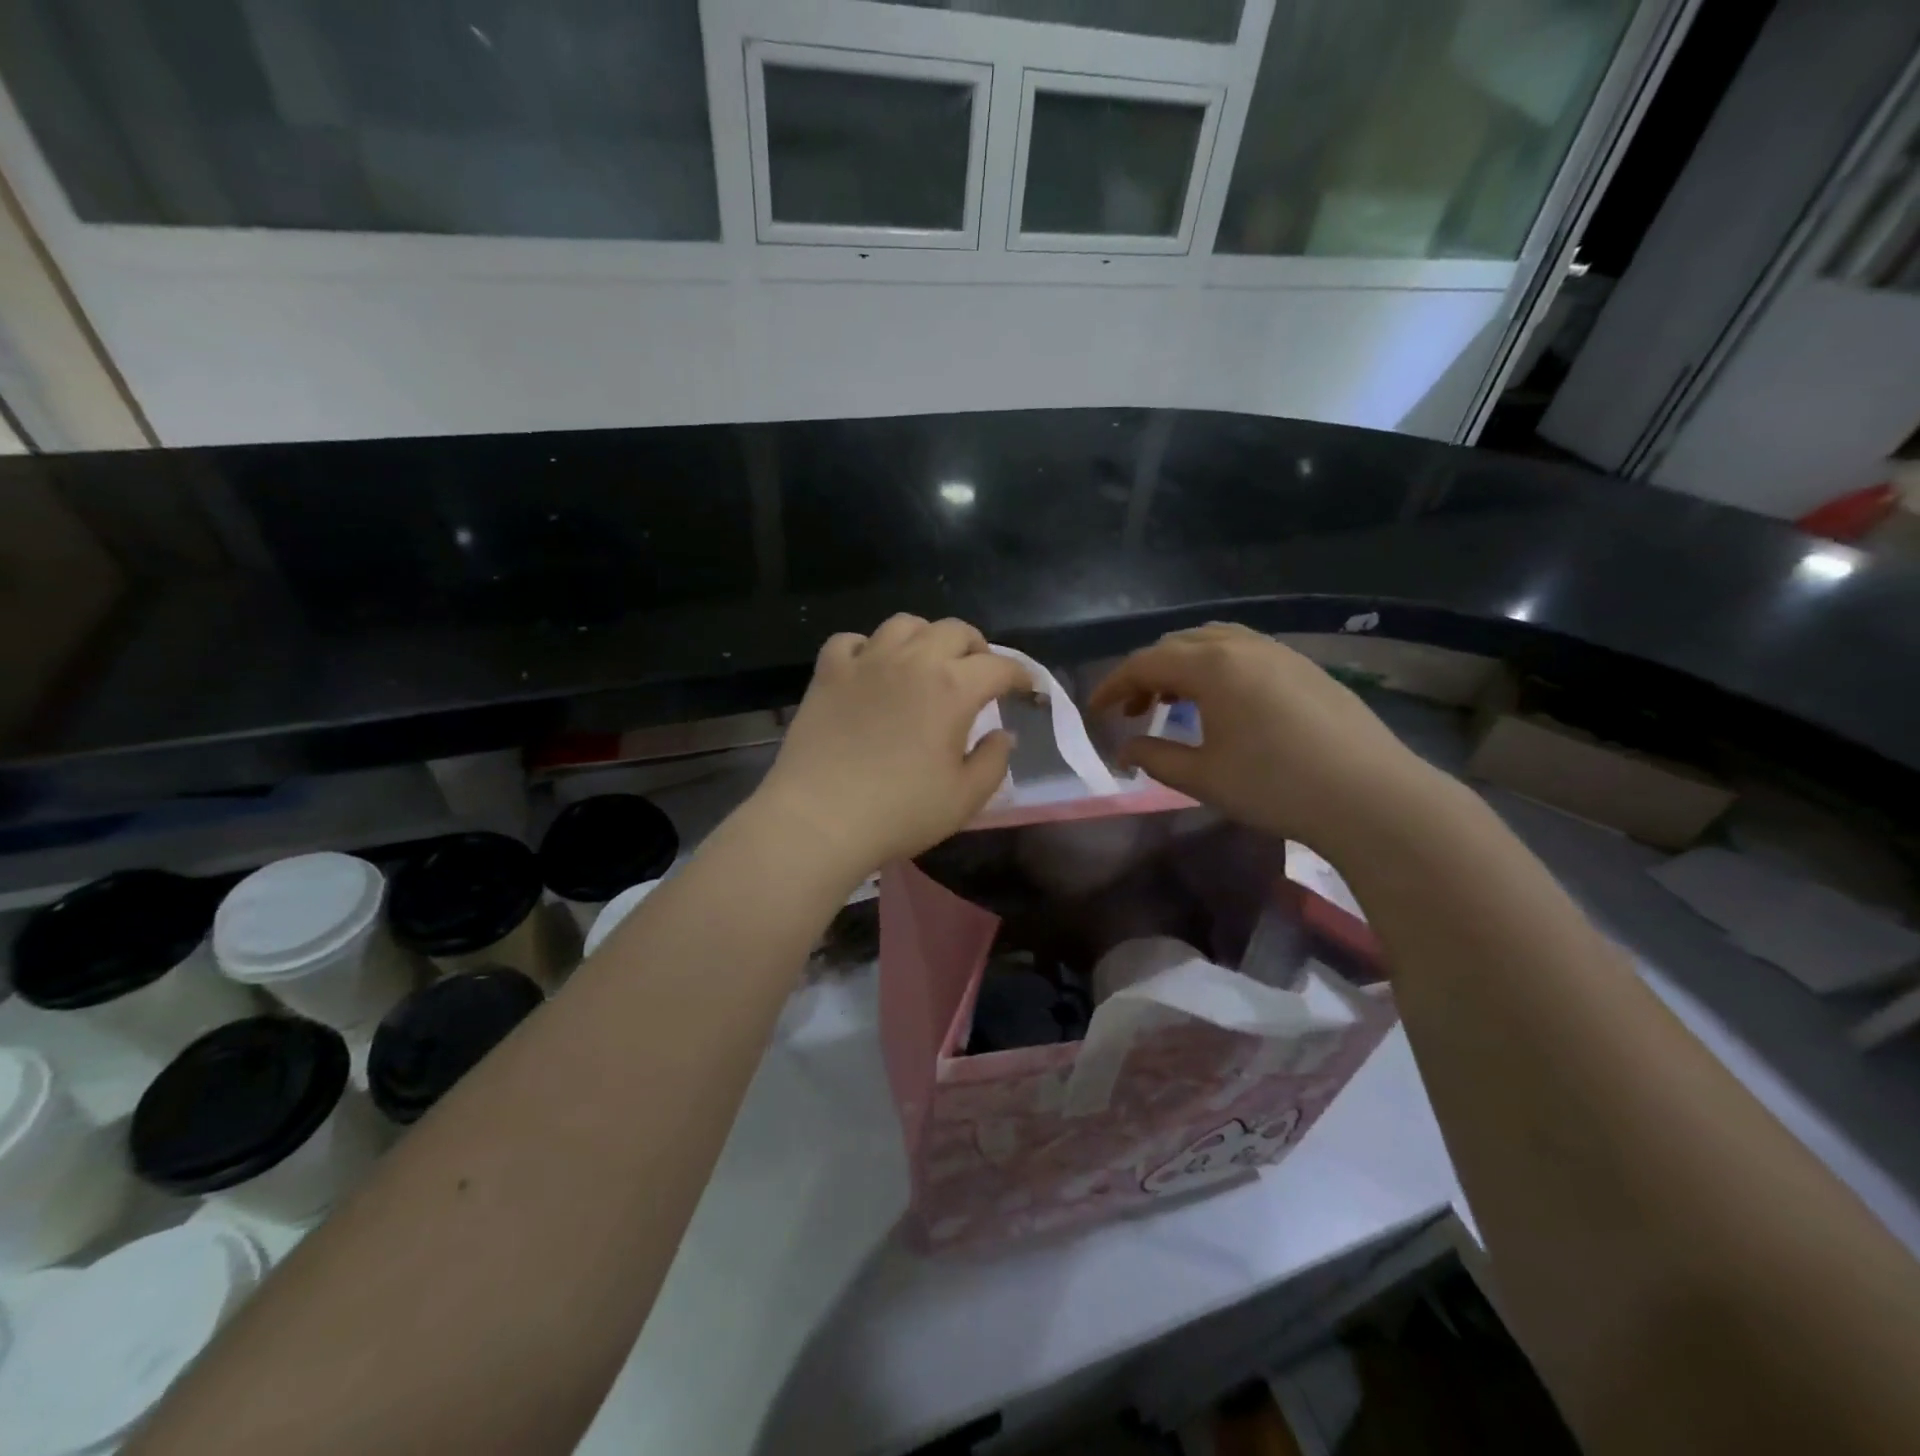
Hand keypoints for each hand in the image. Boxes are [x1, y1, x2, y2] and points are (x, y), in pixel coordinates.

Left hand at [754, 615, 1029, 875]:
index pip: (999, 667)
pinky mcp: (828, 673)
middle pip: (955, 630)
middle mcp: (912, 661)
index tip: (1027, 689)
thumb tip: (1002, 734)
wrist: (820, 819)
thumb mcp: (965, 798)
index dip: (1020, 675)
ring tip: (927, 662)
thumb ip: (994, 761)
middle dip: (977, 648)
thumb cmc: (900, 812)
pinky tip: (871, 669)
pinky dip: (869, 648)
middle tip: (979, 674)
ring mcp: (866, 661)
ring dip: (926, 638)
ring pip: (904, 624)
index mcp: (953, 688)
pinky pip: (851, 640)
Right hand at [1088, 623, 1442, 854]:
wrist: (1372, 797)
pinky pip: (1245, 652)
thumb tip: (1125, 750)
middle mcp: (1243, 646)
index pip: (1145, 663)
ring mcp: (1281, 653)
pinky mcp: (1306, 668)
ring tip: (1175, 703)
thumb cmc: (1276, 786)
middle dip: (1146, 674)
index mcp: (1212, 666)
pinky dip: (1217, 669)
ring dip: (1183, 667)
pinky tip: (1224, 705)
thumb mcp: (1204, 778)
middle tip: (1133, 711)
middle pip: (1178, 645)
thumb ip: (1155, 758)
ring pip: (1214, 642)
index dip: (1113, 685)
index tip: (1095, 711)